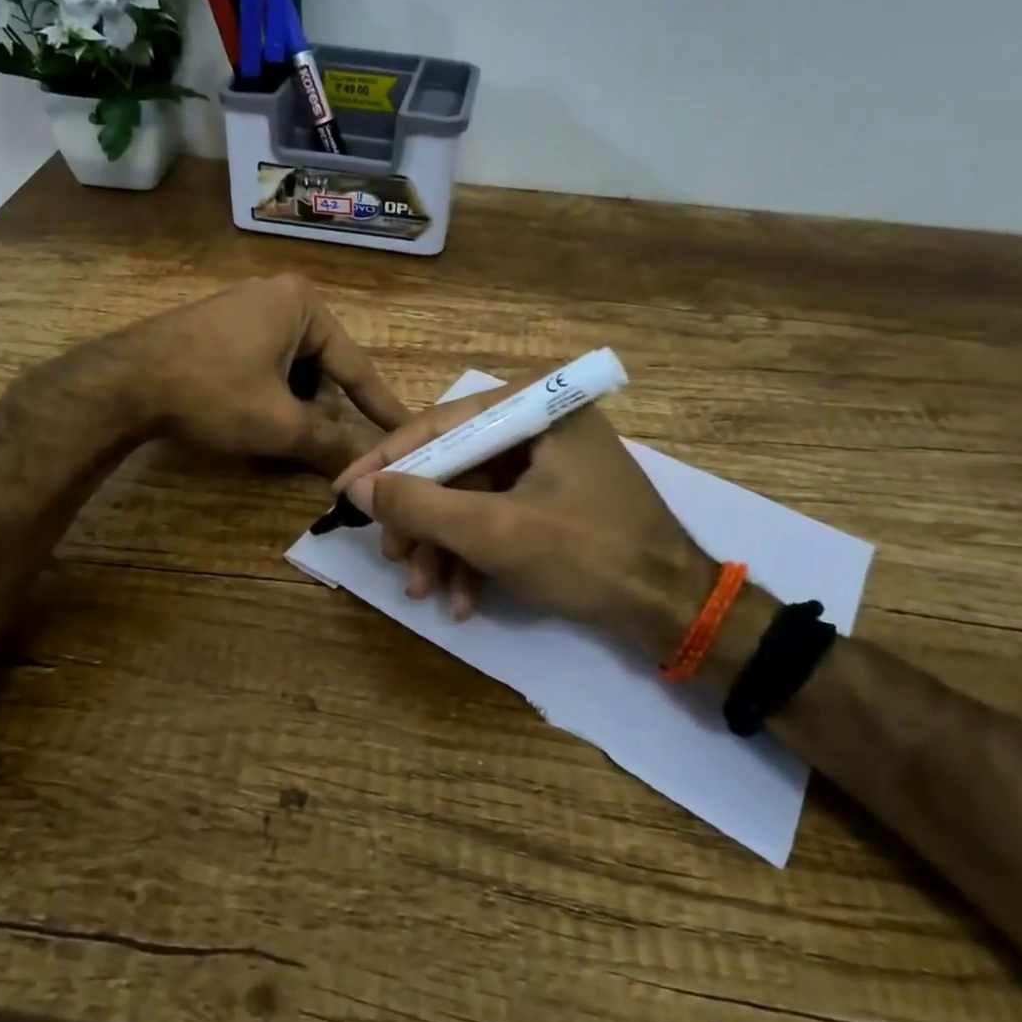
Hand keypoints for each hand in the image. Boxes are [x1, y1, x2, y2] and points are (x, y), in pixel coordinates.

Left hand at [123, 275, 408, 474]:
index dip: (381, 407)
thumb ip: (328, 444)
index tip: (408, 430)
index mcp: (304, 306)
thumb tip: (361, 470)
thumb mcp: (279, 424)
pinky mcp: (221, 324)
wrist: (124, 380)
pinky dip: (266, 392)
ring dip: (290, 404)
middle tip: (306, 443)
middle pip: (321, 367)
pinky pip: (263, 361)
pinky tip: (246, 414)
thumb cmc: (212, 392)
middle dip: (317, 409)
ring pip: (291, 368)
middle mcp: (279, 295)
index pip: (356, 367)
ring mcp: (246, 306)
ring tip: (270, 431)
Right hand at [332, 382, 713, 649]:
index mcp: (536, 409)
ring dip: (444, 547)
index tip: (345, 492)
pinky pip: (498, 518)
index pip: (442, 423)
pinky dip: (475, 557)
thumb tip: (360, 488)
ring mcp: (549, 465)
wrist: (675, 612)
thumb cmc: (588, 557)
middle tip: (393, 558)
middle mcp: (541, 426)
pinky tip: (462, 600)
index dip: (388, 461)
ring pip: (472, 498)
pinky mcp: (554, 501)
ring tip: (424, 590)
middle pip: (454, 465)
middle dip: (421, 519)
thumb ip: (421, 506)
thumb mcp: (495, 532)